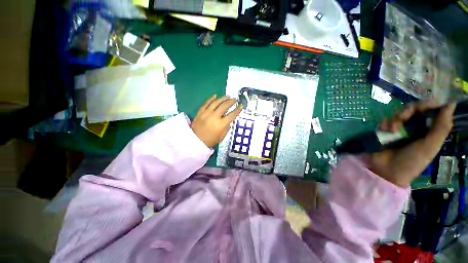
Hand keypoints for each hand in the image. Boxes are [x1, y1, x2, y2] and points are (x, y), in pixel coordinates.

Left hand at [191, 94, 242, 147]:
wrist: (195, 141)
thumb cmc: (210, 141)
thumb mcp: (221, 137)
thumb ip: (227, 128)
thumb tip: (229, 120)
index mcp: (221, 125)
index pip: (232, 115)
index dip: (237, 110)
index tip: (241, 106)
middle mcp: (214, 117)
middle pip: (224, 106)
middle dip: (231, 102)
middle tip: (235, 99)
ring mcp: (206, 113)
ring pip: (216, 103)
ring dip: (223, 98)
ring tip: (228, 96)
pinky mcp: (200, 112)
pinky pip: (206, 103)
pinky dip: (211, 98)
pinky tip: (215, 95)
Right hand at [367, 101, 455, 186]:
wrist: (388, 170)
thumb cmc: (412, 161)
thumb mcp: (430, 146)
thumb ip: (442, 127)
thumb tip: (451, 104)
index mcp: (430, 130)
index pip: (432, 110)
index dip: (428, 104)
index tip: (424, 106)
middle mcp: (416, 127)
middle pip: (415, 109)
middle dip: (409, 110)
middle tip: (403, 117)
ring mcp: (400, 129)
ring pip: (400, 113)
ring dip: (396, 118)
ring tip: (393, 129)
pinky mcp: (386, 131)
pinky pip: (386, 121)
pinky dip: (386, 124)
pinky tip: (386, 131)